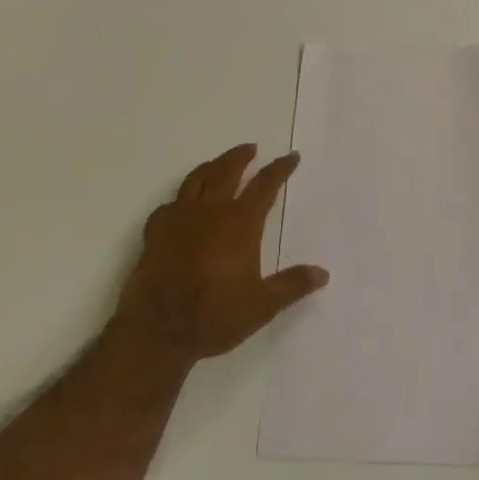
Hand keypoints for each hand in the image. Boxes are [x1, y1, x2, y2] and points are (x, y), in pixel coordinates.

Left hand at [113, 145, 329, 367]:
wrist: (157, 331)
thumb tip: (322, 274)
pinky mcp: (155, 233)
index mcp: (240, 222)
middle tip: (251, 148)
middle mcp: (210, 211)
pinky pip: (168, 205)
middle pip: (227, 170)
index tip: (291, 157)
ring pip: (196, 180)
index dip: (280, 169)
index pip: (265, 185)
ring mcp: (179, 219)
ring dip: (211, 167)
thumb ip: (292, 285)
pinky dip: (179, 200)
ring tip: (218, 164)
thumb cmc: (215, 315)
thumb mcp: (262, 305)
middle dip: (241, 156)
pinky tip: (180, 206)